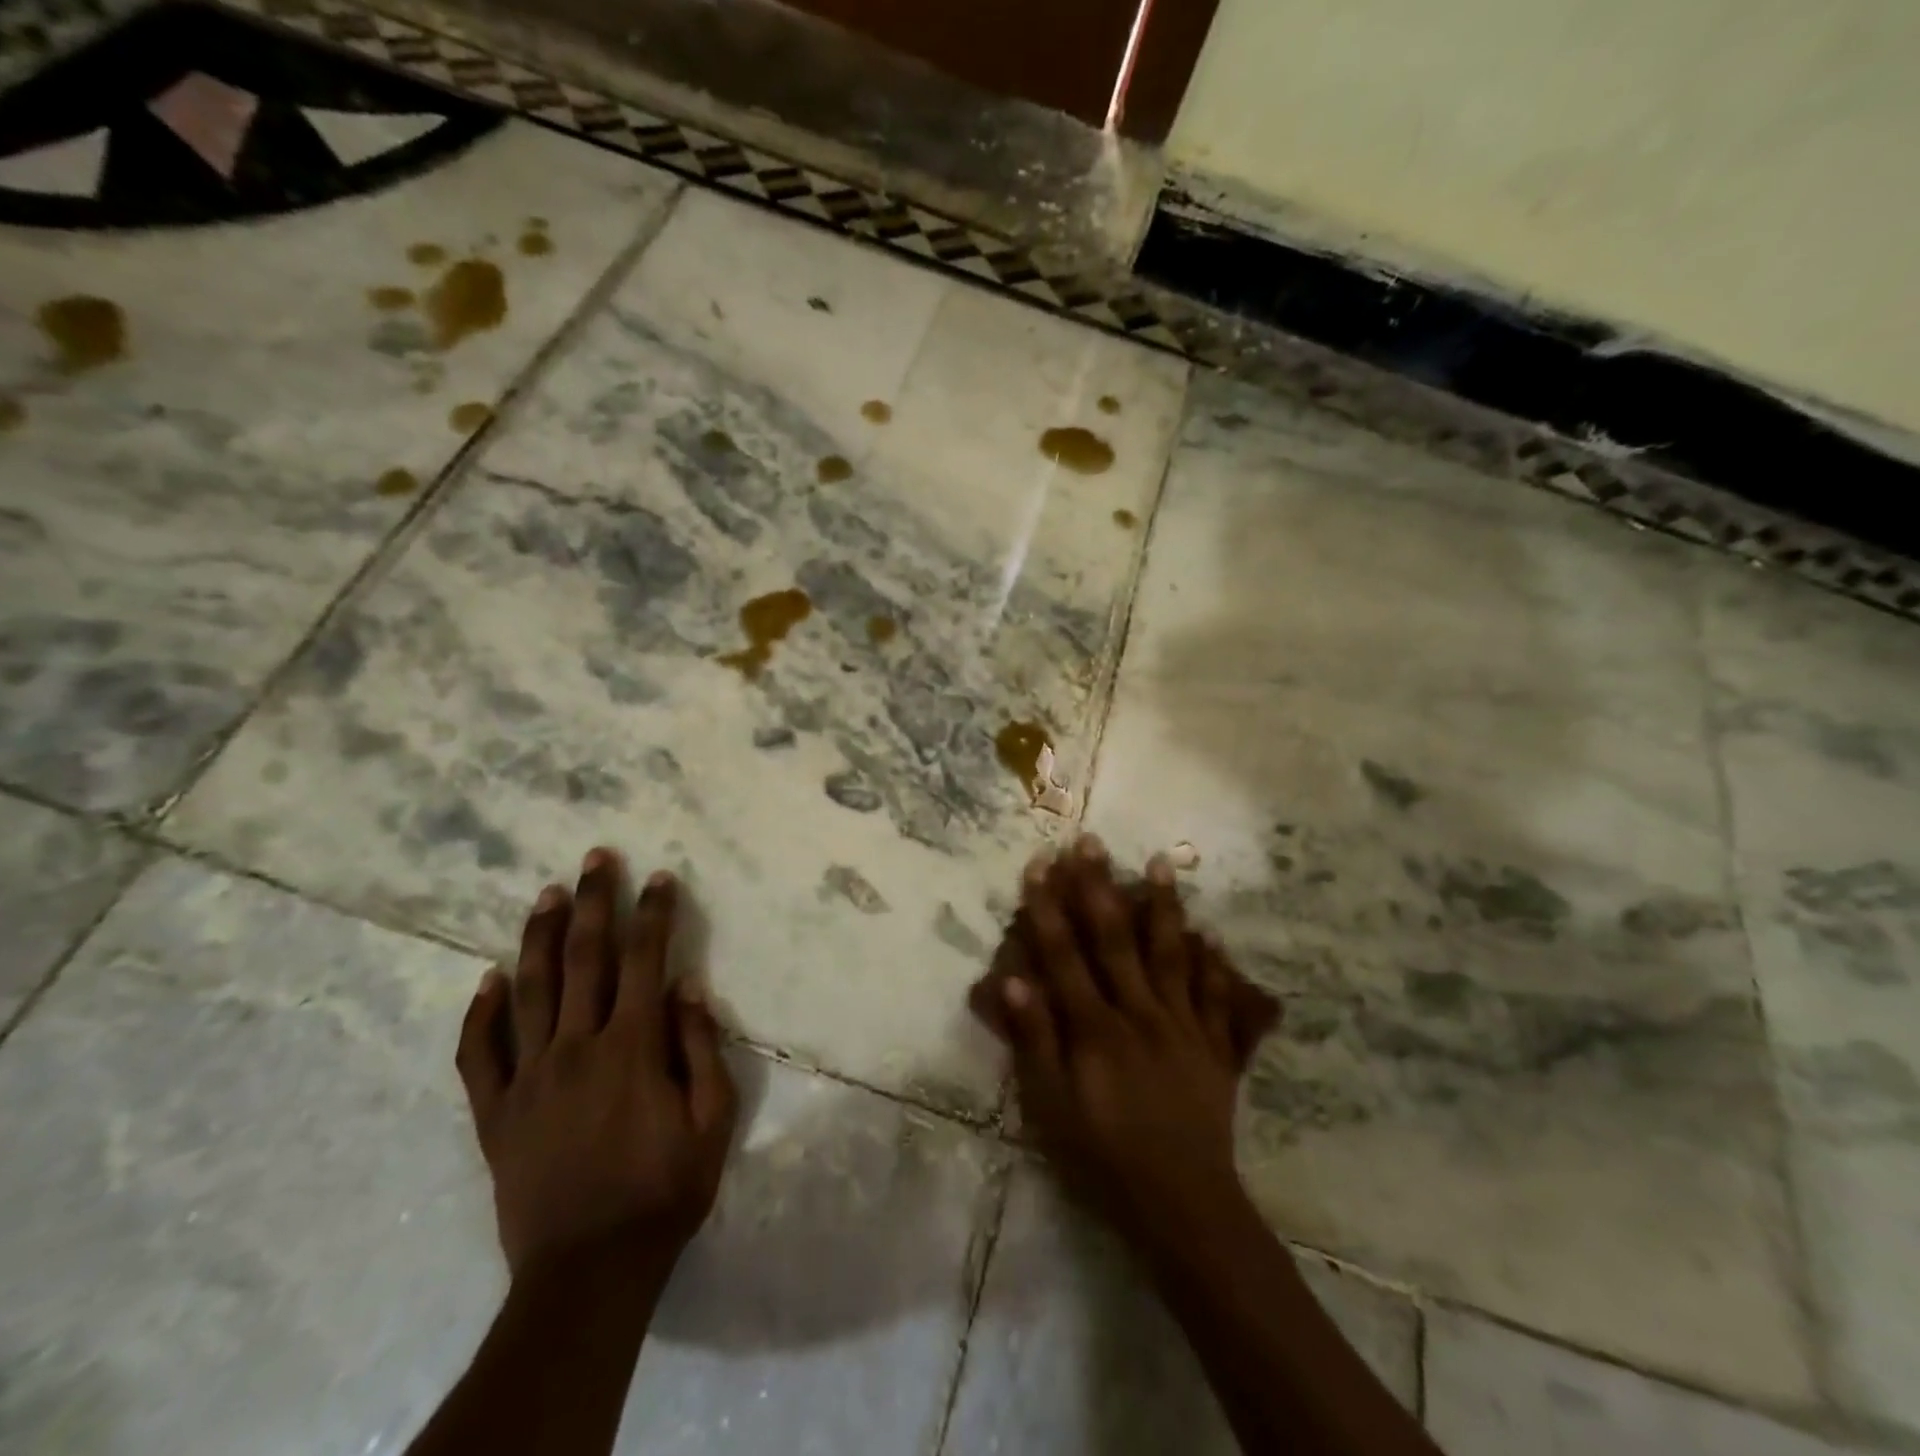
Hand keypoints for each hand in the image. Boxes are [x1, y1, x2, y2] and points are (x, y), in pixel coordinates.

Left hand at [455, 850, 737, 1279]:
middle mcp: (576, 1047)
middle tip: (596, 859)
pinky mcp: (495, 1113)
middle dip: (593, 902)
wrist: (588, 1272)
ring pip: (529, 990)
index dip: (654, 914)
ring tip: (546, 894)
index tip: (659, 877)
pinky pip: (478, 1054)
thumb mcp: (711, 1120)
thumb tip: (687, 985)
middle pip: (584, 958)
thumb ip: (700, 1047)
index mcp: (632, 1047)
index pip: (645, 960)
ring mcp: (528, 1078)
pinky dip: (480, 1012)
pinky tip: (486, 978)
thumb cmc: (663, 1191)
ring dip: (539, 936)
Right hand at [971, 836, 1280, 1244]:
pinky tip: (1210, 932)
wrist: (1184, 1206)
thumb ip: (1034, 1040)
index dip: (1049, 907)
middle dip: (1099, 887)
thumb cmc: (1104, 1157)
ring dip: (1163, 905)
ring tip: (1160, 862)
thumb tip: (1011, 977)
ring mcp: (1183, 1025)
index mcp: (1096, 1028)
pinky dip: (1213, 960)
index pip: (1065, 955)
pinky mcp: (1215, 1045)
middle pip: (1115, 939)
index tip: (1040, 864)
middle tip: (1091, 842)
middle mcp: (1140, 1013)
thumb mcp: (1052, 1108)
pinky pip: (1216, 994)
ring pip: (1170, 953)